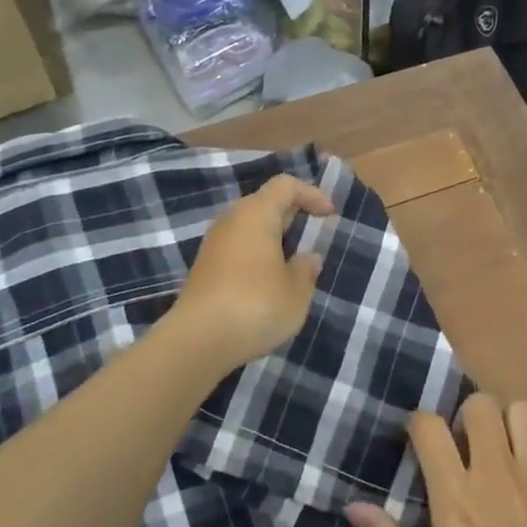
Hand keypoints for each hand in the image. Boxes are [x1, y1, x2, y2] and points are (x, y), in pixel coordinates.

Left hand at [170, 174, 335, 370]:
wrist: (198, 341)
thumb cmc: (256, 305)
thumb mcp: (296, 291)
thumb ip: (306, 269)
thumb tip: (307, 258)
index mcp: (256, 213)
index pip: (285, 185)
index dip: (311, 194)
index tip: (329, 215)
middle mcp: (231, 220)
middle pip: (264, 203)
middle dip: (291, 216)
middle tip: (312, 237)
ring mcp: (213, 245)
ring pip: (248, 228)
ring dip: (272, 239)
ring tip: (292, 264)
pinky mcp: (204, 269)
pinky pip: (237, 249)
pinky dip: (256, 257)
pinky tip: (267, 284)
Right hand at [345, 395, 526, 526]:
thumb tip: (352, 507)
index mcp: (457, 497)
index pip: (430, 426)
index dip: (420, 426)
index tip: (420, 444)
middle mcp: (497, 473)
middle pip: (480, 404)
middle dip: (467, 417)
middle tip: (466, 449)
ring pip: (521, 412)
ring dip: (508, 425)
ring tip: (504, 455)